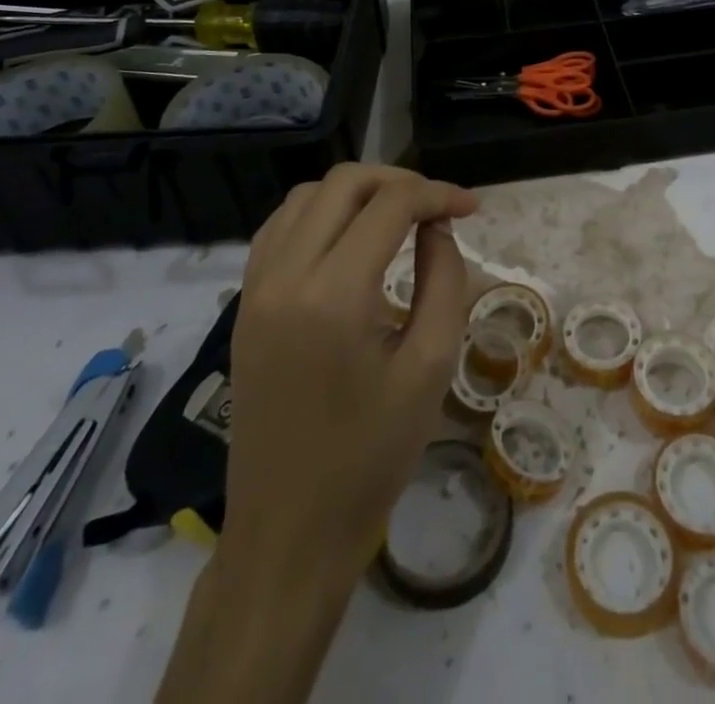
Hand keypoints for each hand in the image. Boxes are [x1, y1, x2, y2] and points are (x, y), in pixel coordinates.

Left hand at [158, 164, 477, 703]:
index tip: (470, 207)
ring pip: (306, 196)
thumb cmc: (370, 456)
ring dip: (357, 192)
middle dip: (398, 180)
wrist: (287, 533)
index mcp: (334, 295)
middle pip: (344, 184)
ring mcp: (255, 288)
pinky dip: (319, 213)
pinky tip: (348, 236)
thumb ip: (443, 280)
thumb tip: (437, 228)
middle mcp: (285, 276)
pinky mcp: (244, 305)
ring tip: (398, 214)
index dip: (437, 194)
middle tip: (437, 206)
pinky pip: (279, 228)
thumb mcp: (430, 367)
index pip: (390, 205)